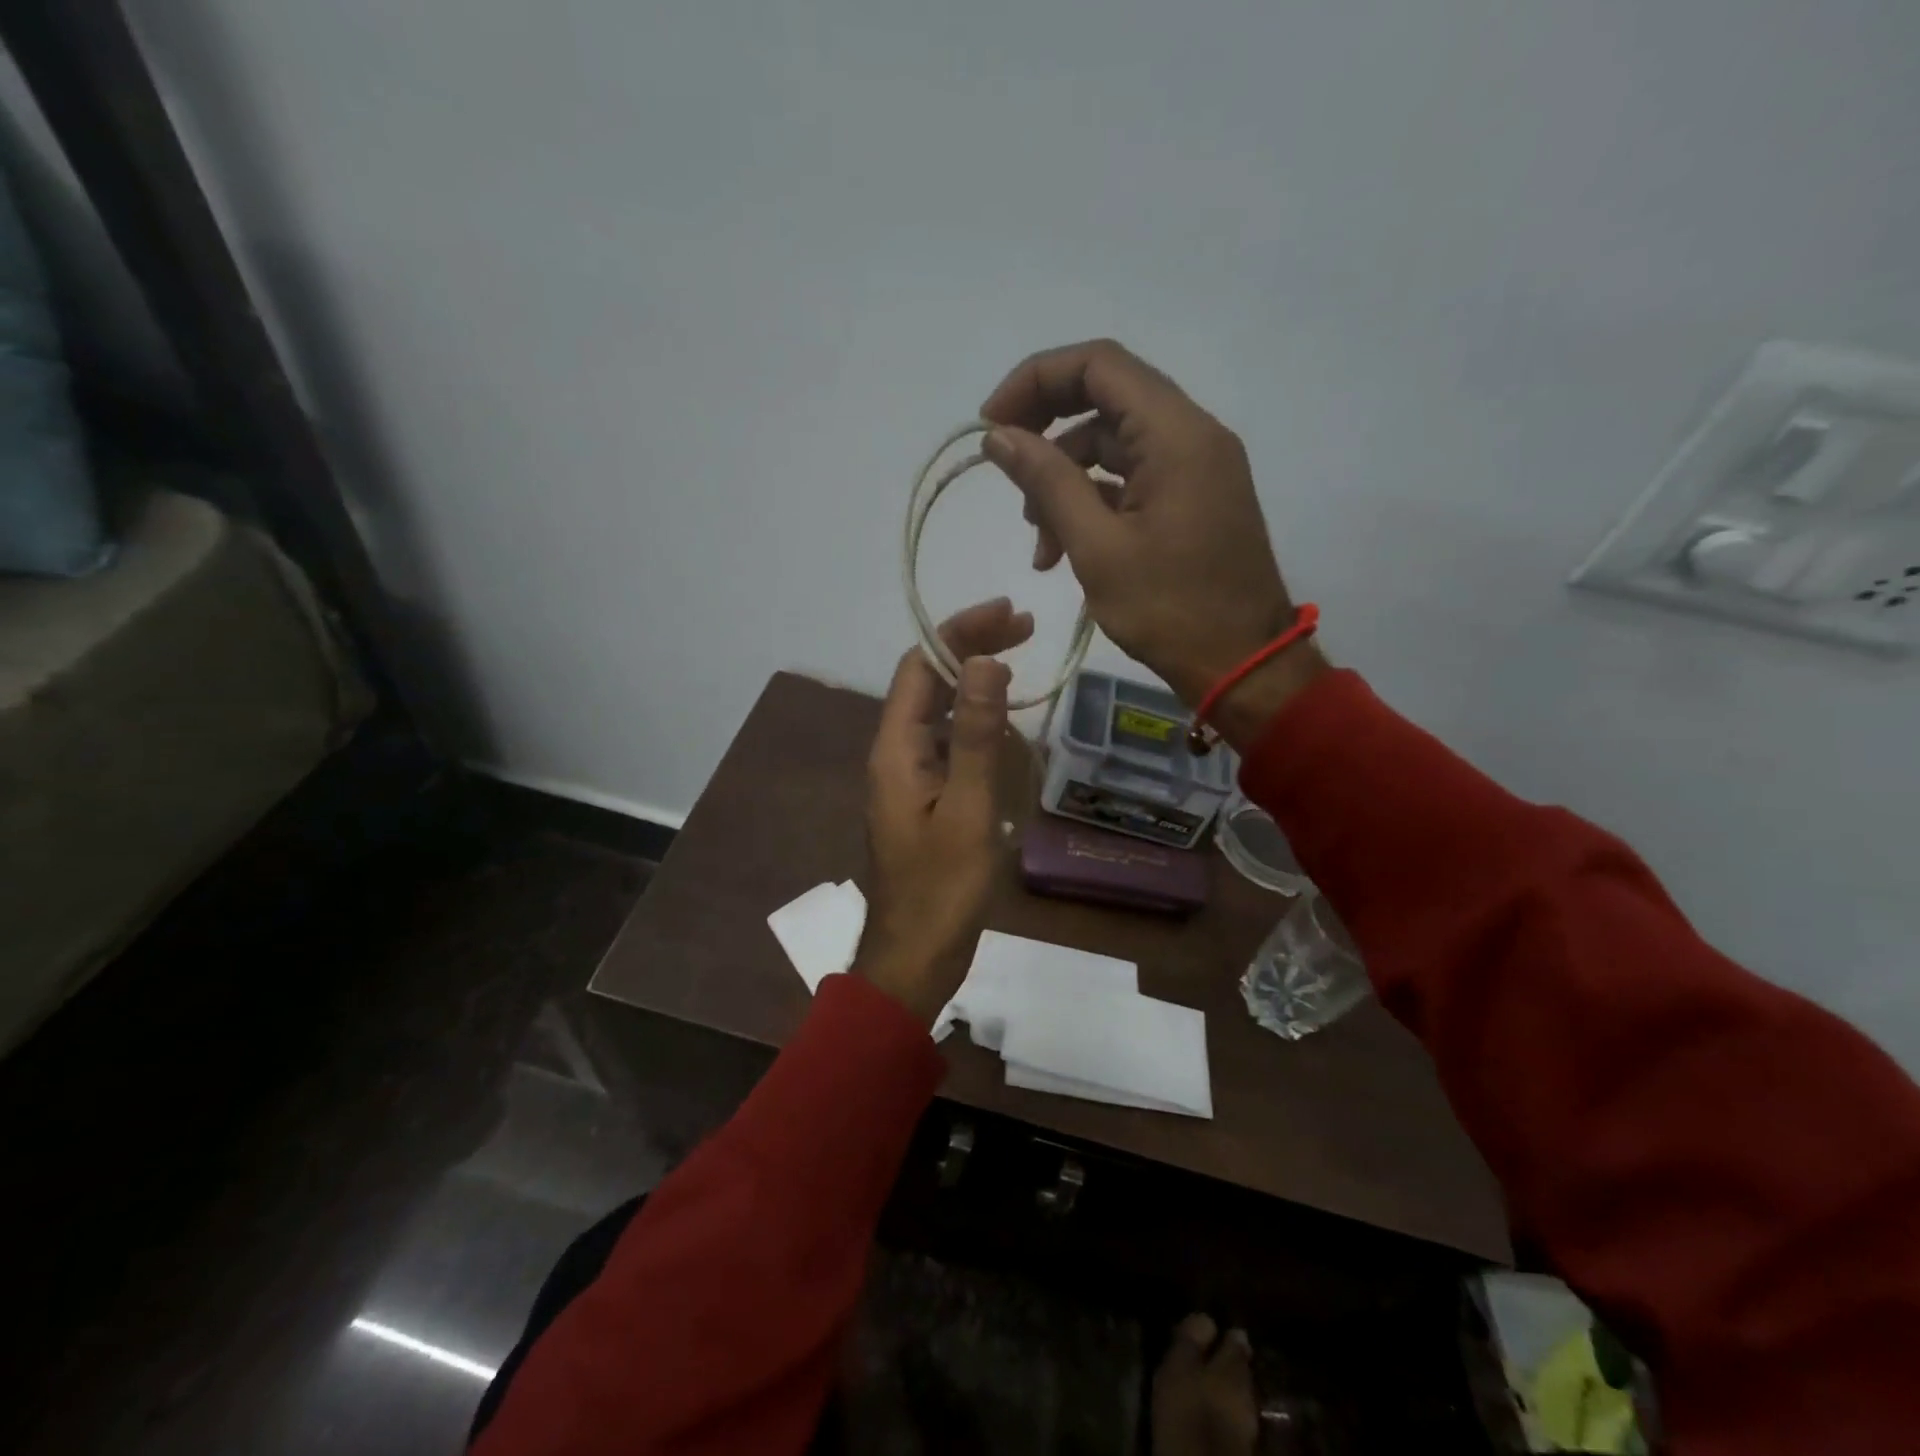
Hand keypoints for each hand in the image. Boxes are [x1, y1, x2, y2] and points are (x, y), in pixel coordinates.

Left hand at [854, 598, 1031, 1026]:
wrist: (916, 956)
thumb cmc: (943, 889)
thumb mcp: (968, 809)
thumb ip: (975, 736)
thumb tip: (984, 662)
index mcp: (895, 750)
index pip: (920, 667)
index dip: (960, 633)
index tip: (1009, 615)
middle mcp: (894, 754)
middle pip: (927, 683)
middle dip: (971, 650)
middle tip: (1025, 629)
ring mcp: (908, 778)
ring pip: (938, 713)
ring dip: (974, 685)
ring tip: (1020, 667)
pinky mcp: (923, 799)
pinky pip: (947, 745)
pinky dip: (975, 724)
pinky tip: (1004, 728)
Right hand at [980, 339, 1324, 743]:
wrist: (1243, 664)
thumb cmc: (1170, 609)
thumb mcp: (1097, 547)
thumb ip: (1047, 482)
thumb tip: (998, 436)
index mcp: (1176, 434)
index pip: (1098, 365)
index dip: (1035, 381)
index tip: (990, 424)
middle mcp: (1192, 435)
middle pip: (1105, 400)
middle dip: (1046, 434)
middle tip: (1003, 473)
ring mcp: (1195, 468)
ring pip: (1113, 447)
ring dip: (1064, 482)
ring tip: (1039, 546)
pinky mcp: (1192, 499)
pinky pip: (1132, 480)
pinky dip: (1092, 504)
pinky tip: (1062, 551)